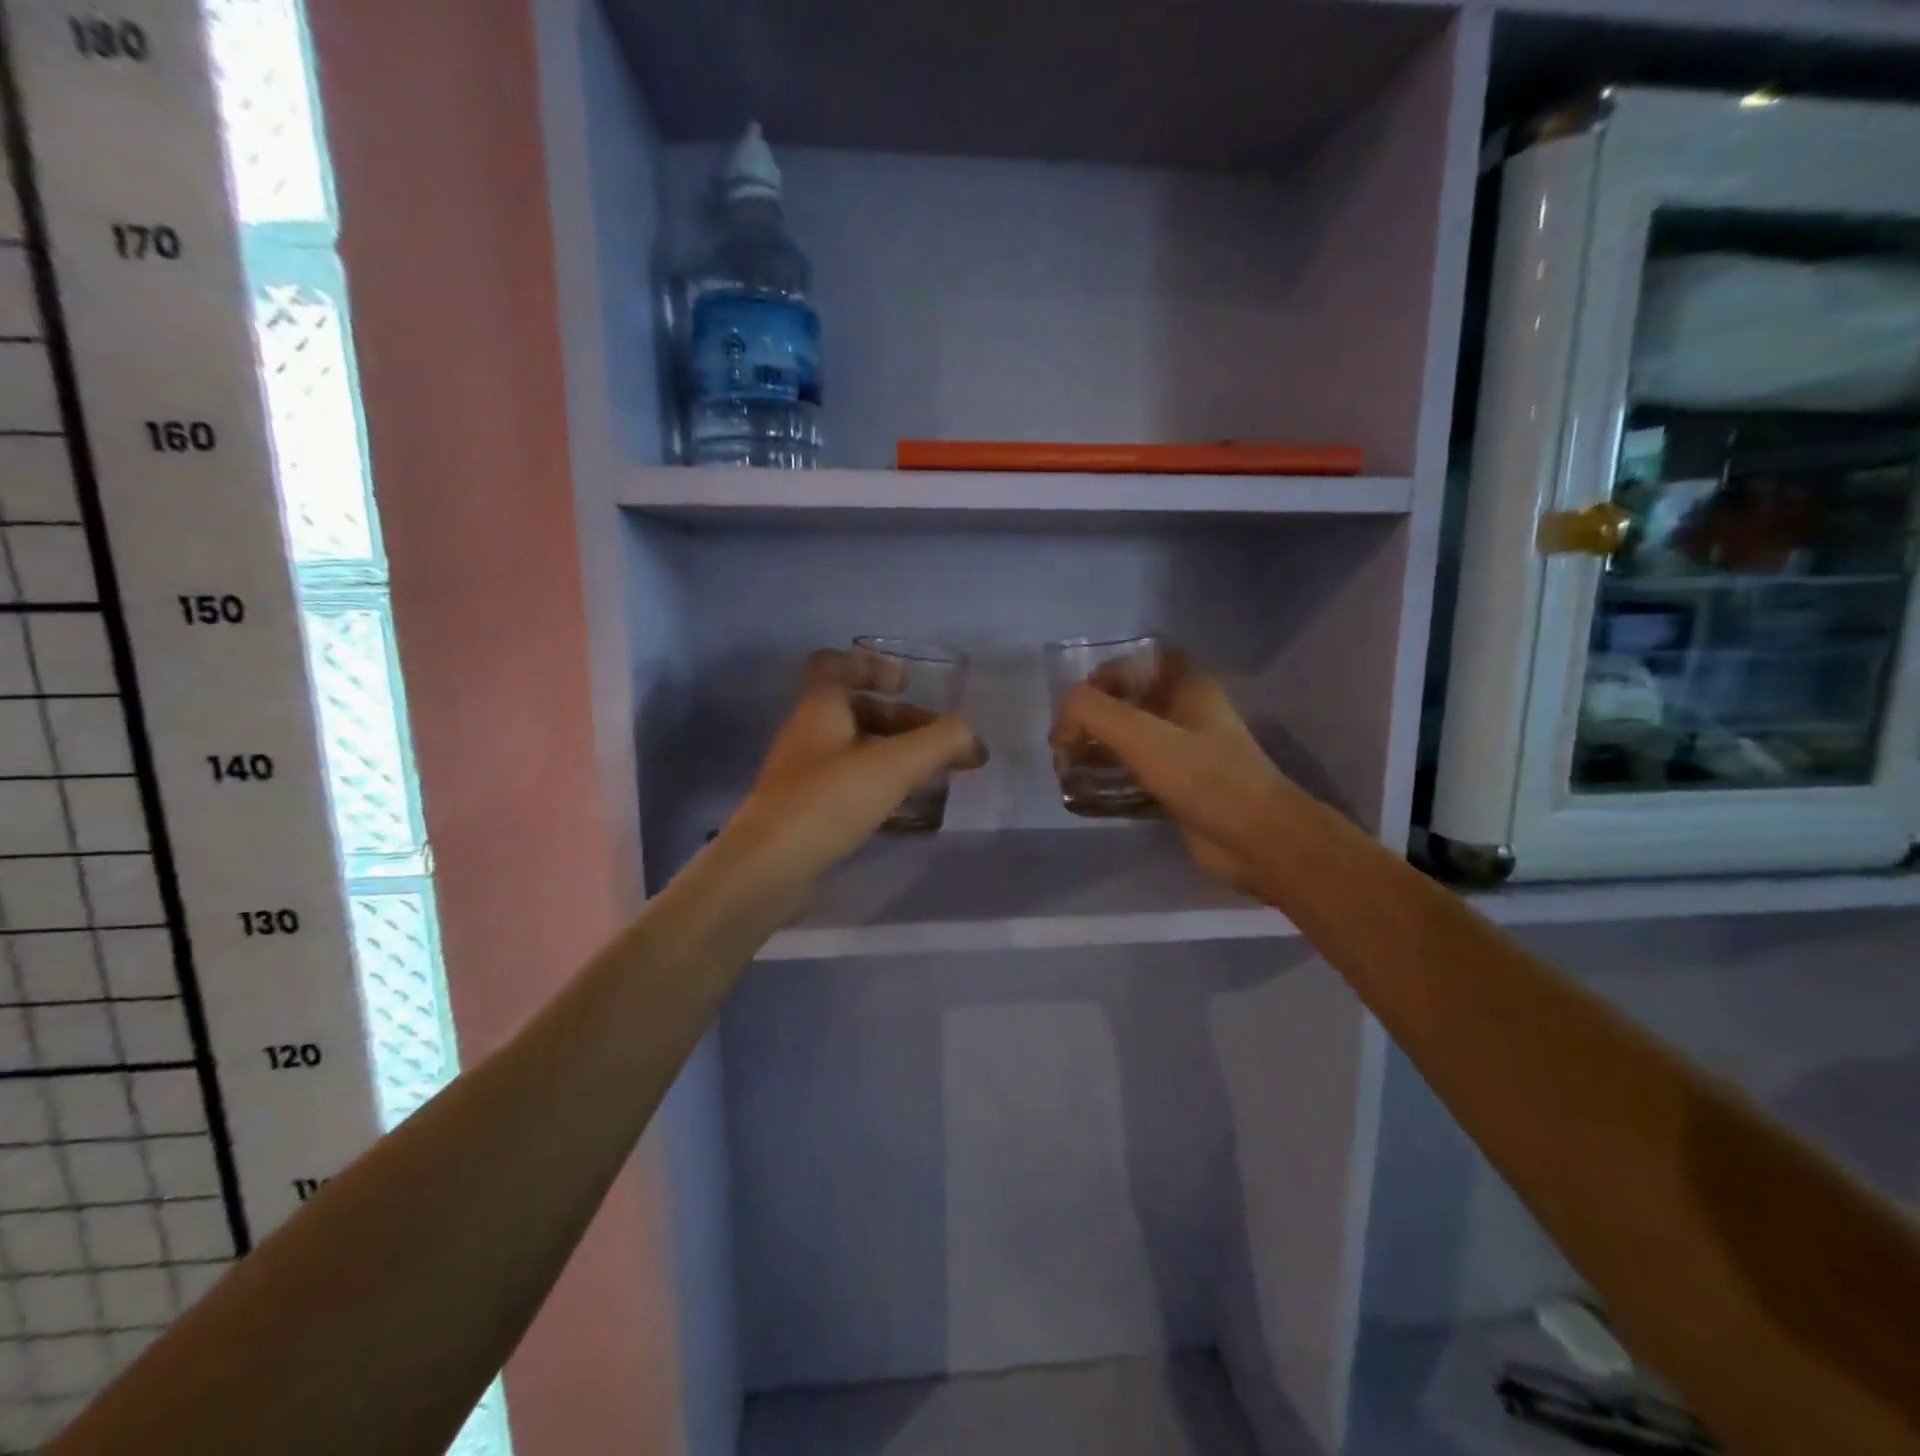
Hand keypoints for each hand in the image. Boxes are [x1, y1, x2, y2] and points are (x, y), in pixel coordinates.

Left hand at [724, 650, 985, 887]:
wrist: (769, 868)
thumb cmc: (830, 801)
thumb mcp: (895, 765)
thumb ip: (941, 742)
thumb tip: (971, 737)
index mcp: (820, 707)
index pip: (838, 665)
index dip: (874, 667)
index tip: (909, 686)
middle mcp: (808, 733)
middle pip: (857, 711)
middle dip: (903, 721)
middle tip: (943, 744)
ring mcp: (803, 774)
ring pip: (855, 750)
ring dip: (894, 755)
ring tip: (933, 776)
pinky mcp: (805, 810)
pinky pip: (848, 784)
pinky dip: (879, 786)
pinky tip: (905, 809)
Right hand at [1049, 650, 1293, 893]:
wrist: (1257, 839)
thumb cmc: (1204, 776)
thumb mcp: (1141, 735)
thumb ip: (1092, 713)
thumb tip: (1061, 725)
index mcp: (1188, 688)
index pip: (1143, 660)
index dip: (1109, 672)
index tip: (1079, 700)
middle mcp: (1187, 714)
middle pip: (1132, 701)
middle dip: (1094, 716)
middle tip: (1064, 741)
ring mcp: (1185, 754)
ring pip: (1132, 739)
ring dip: (1098, 748)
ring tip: (1067, 768)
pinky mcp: (1180, 789)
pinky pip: (1137, 773)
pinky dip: (1111, 778)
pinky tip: (1087, 792)